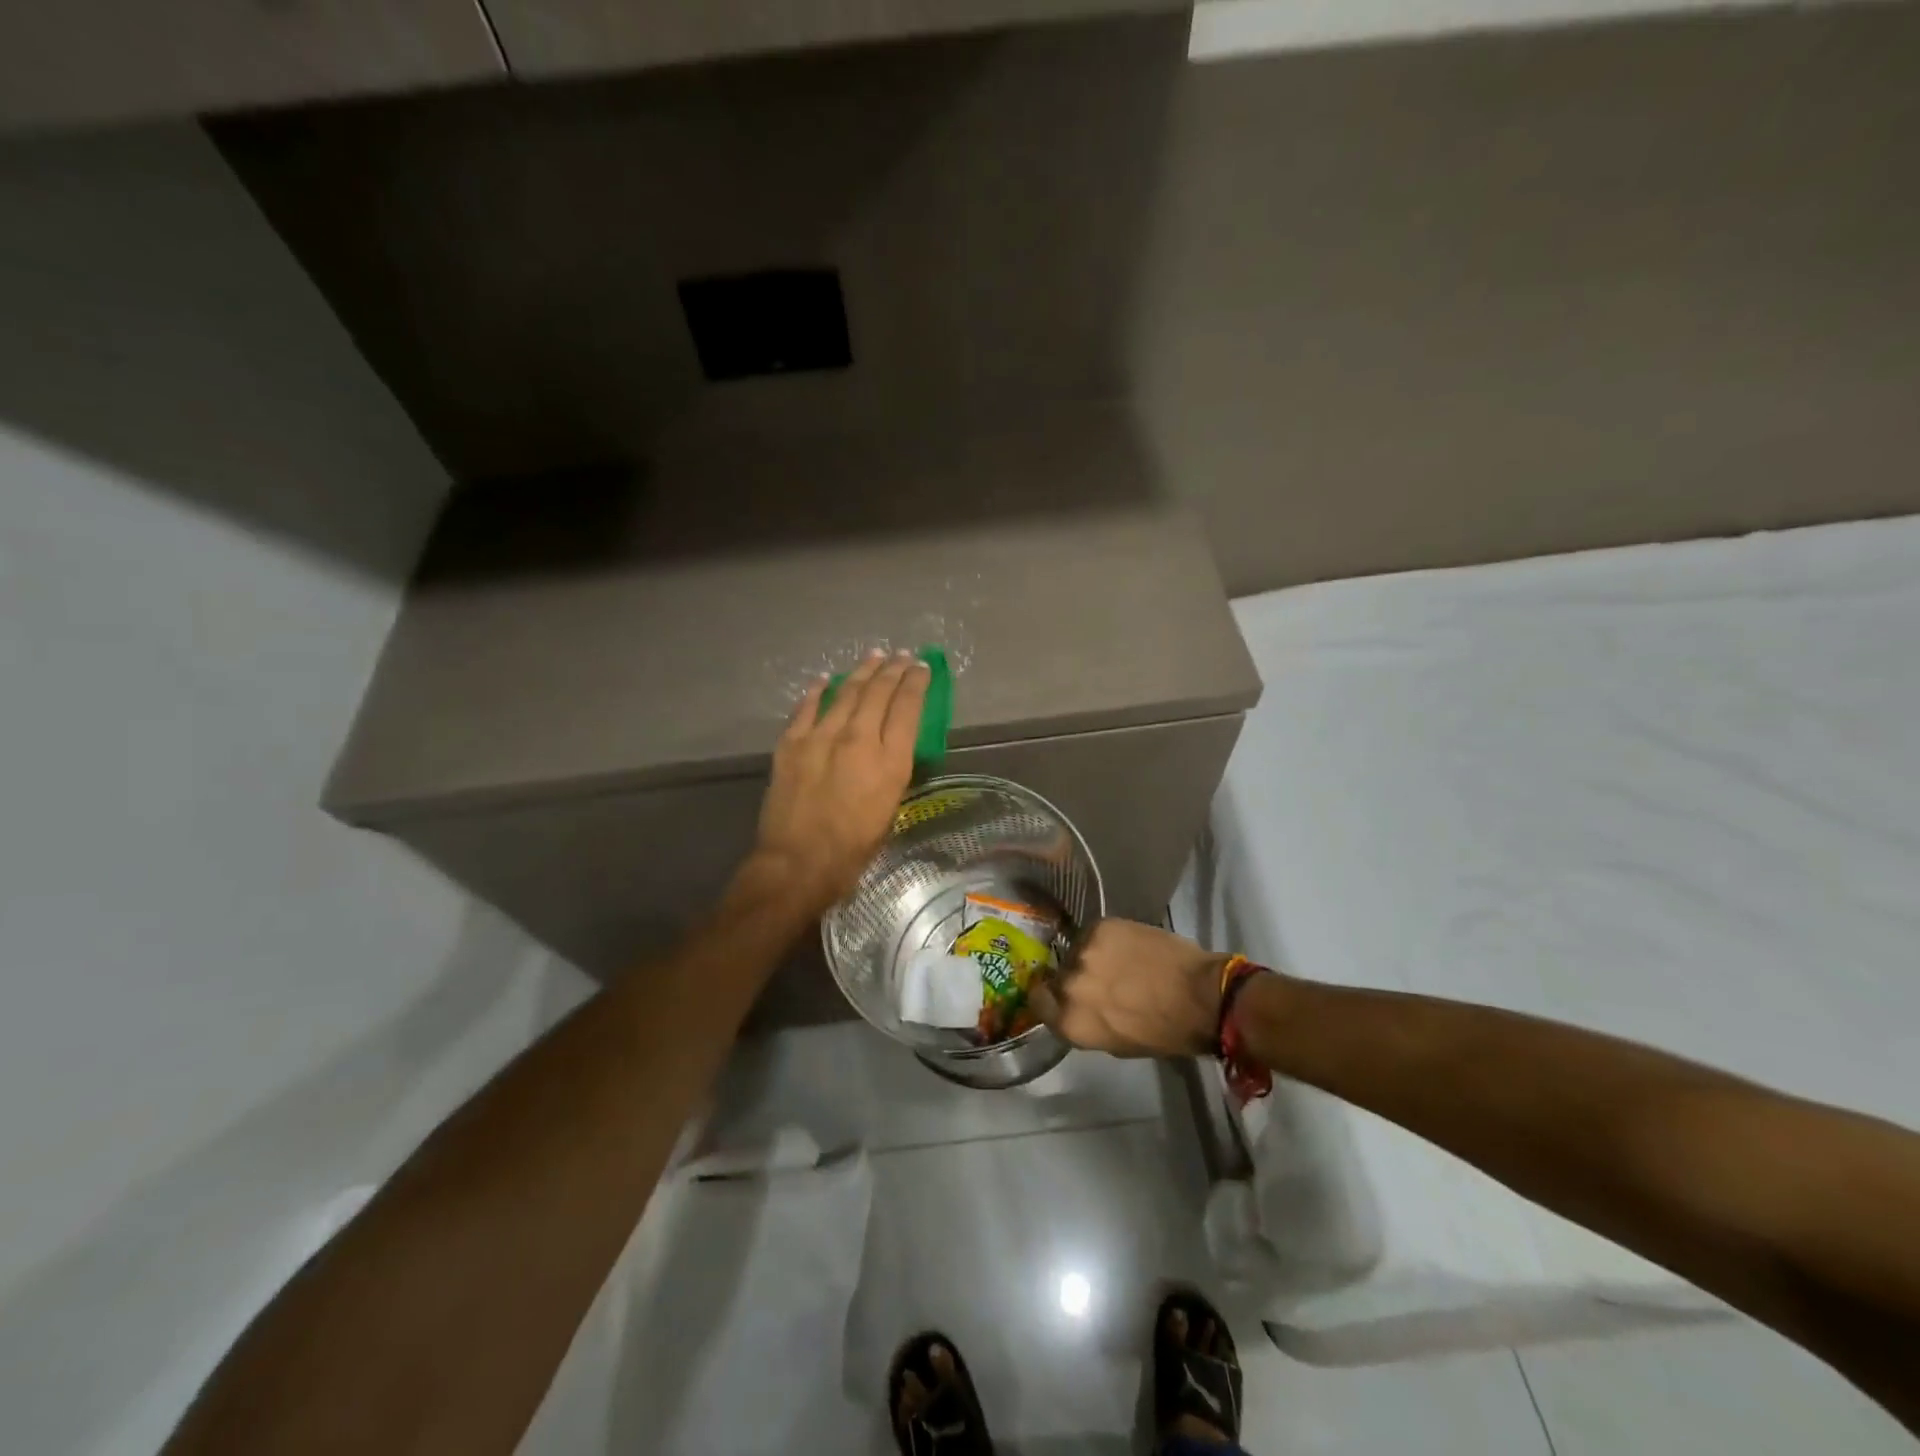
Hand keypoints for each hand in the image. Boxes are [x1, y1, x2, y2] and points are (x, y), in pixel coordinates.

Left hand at [746, 649, 929, 916]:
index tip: (922, 667)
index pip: (908, 708)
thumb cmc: (853, 849)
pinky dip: (817, 690)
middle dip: (893, 669)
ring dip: (861, 672)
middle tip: (902, 656)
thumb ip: (892, 771)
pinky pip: (807, 707)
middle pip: (878, 692)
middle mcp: (859, 739)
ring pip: (845, 692)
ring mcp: (821, 737)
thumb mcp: (890, 809)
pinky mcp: (791, 743)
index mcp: (890, 760)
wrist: (798, 863)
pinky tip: (825, 679)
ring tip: (873, 657)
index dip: (916, 683)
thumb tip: (890, 748)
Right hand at [1032, 919, 1231, 1057]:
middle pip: (1057, 975)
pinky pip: (1093, 933)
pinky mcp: (1101, 926)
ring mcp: (1084, 951)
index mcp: (1070, 1021)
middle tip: (1098, 979)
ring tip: (1117, 961)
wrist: (1201, 996)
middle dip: (1074, 977)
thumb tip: (1077, 1006)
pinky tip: (1128, 946)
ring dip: (1090, 957)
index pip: (1038, 1002)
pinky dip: (1106, 940)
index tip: (1063, 996)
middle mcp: (1069, 985)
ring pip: (1076, 951)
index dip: (1050, 998)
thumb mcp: (1116, 1043)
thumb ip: (1086, 1022)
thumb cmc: (1164, 1032)